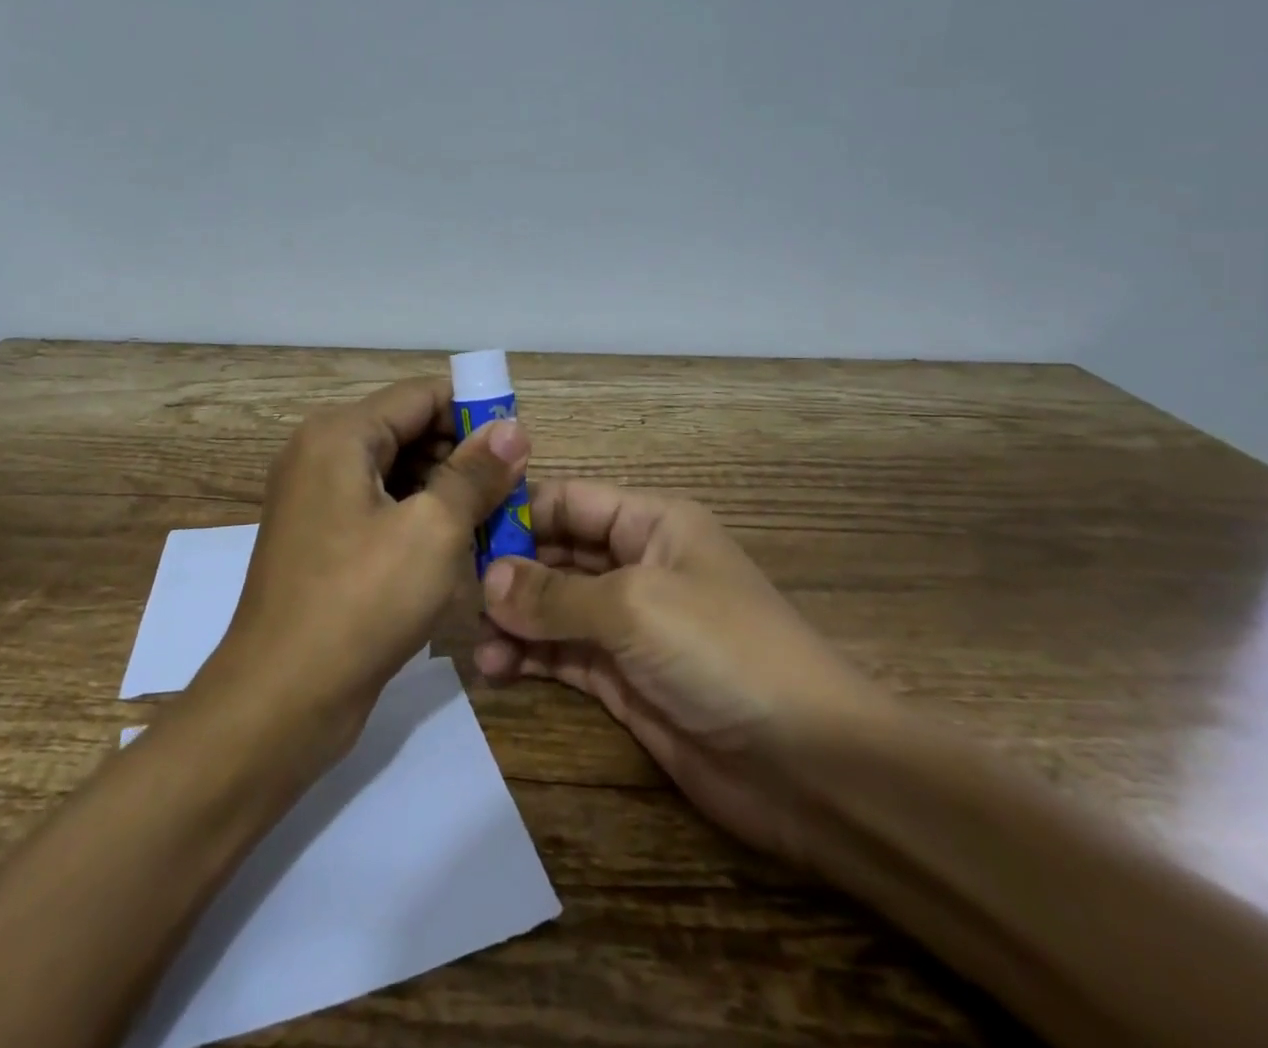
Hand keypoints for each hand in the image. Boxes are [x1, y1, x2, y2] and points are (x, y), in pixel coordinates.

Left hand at [203, 377, 529, 757]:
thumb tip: (512, 427)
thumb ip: (475, 472)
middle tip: (513, 488)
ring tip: (494, 518)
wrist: (281, 700)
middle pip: (407, 429)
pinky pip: (379, 506)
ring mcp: (316, 498)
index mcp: (339, 435)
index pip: (420, 395)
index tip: (521, 444)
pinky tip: (456, 543)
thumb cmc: (361, 603)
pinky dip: (418, 515)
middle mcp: (321, 454)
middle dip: (462, 453)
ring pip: (396, 471)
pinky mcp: (322, 538)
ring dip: (445, 488)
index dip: (475, 410)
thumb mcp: (433, 531)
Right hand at [474, 480, 901, 862]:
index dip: (518, 512)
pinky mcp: (625, 679)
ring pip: (555, 608)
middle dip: (509, 571)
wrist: (810, 766)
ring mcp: (630, 625)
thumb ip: (555, 592)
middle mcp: (637, 565)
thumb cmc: (723, 651)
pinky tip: (498, 669)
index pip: (570, 502)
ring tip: (477, 644)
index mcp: (651, 524)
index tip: (461, 532)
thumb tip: (486, 578)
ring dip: (514, 620)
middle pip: (557, 553)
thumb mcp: (635, 606)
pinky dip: (530, 658)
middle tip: (456, 594)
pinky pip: (564, 656)